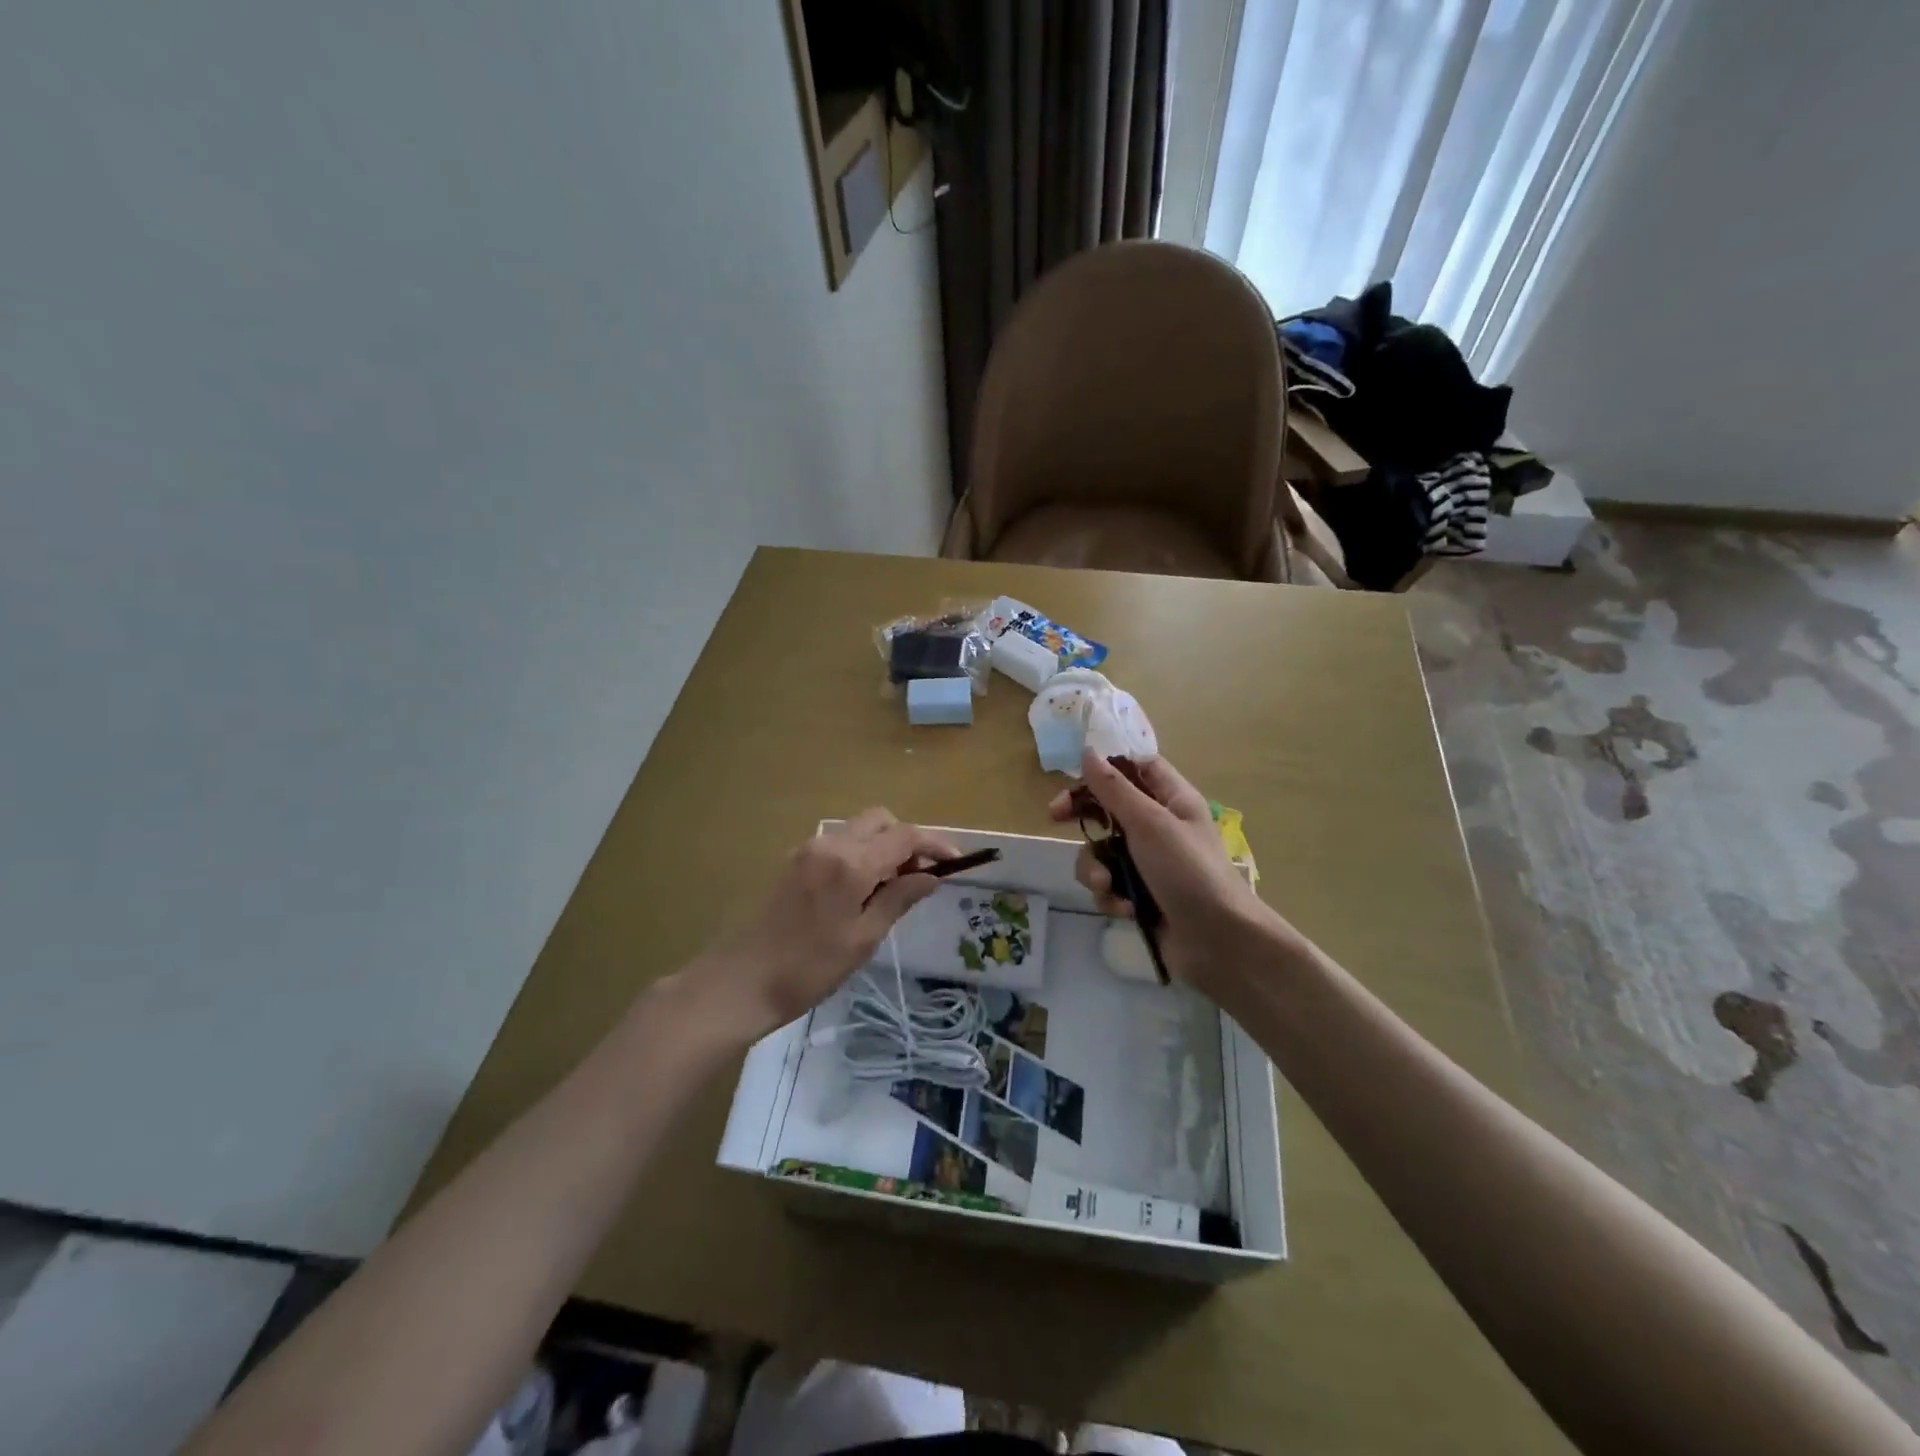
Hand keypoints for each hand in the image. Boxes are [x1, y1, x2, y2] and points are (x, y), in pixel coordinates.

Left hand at [697, 809, 959, 1040]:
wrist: (741, 981)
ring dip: (883, 846)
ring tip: (892, 887)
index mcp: (851, 862)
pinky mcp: (795, 860)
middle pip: (881, 820)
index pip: (904, 836)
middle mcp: (830, 844)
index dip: (934, 844)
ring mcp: (808, 849)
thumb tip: (931, 876)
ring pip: (859, 829)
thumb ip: (899, 899)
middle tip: (919, 877)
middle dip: (907, 840)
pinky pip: (839, 843)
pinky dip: (861, 853)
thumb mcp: (863, 938)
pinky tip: (862, 889)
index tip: (956, 862)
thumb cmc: (809, 968)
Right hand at [1049, 749, 1286, 996]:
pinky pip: (1109, 885)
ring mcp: (1149, 864)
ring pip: (1102, 851)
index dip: (1106, 769)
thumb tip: (1088, 752)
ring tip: (1108, 886)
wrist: (1218, 942)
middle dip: (1084, 817)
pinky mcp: (1140, 896)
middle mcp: (1160, 827)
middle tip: (1056, 819)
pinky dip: (1111, 896)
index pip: (1136, 768)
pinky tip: (1125, 909)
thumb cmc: (1188, 871)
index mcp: (1173, 800)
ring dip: (1097, 868)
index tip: (1075, 777)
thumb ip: (1114, 788)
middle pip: (1110, 809)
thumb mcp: (1149, 822)